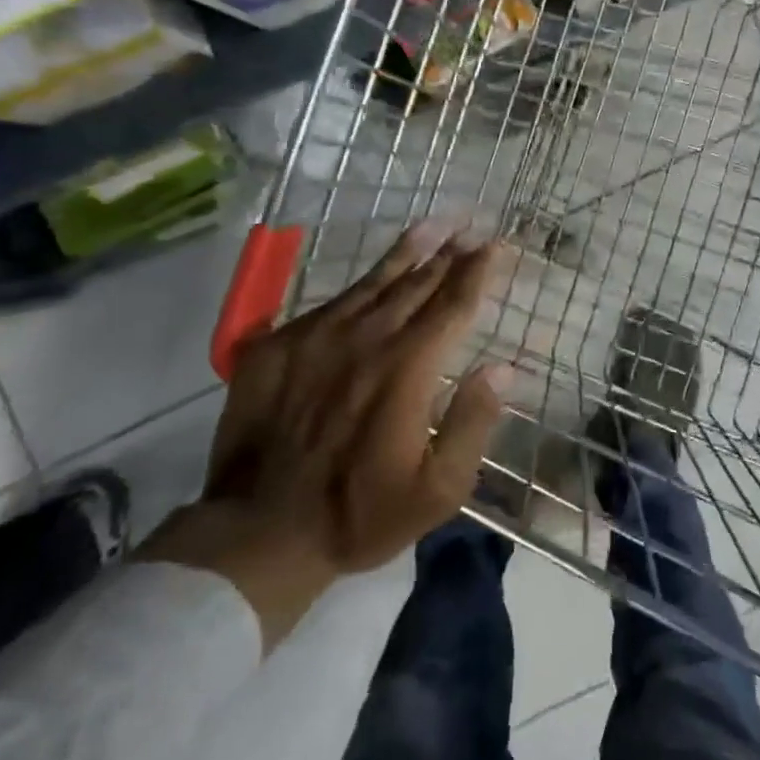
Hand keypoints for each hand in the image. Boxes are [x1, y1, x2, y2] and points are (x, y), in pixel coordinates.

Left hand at [142, 222, 508, 643]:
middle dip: (449, 253)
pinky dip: (360, 285)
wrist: (257, 533)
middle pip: (417, 282)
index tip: (497, 245)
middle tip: (470, 228)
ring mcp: (316, 335)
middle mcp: (366, 337)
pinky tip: (370, 278)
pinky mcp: (276, 344)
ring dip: (408, 252)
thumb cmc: (359, 514)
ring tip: (432, 226)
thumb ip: (473, 422)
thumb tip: (502, 368)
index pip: (453, 304)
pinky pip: (329, 302)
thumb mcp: (438, 489)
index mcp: (408, 367)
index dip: (478, 271)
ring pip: (373, 281)